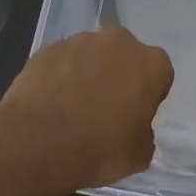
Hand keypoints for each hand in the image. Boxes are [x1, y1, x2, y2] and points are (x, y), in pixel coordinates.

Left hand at [0, 27, 174, 191]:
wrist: (37, 143)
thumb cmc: (99, 149)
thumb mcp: (139, 154)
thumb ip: (144, 132)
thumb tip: (133, 126)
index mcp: (151, 64)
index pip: (158, 75)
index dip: (147, 95)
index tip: (134, 115)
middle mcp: (118, 42)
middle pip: (124, 57)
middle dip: (118, 76)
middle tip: (104, 109)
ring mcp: (79, 41)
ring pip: (91, 56)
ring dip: (87, 74)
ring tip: (72, 107)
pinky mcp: (47, 49)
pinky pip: (62, 62)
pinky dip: (60, 76)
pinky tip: (51, 103)